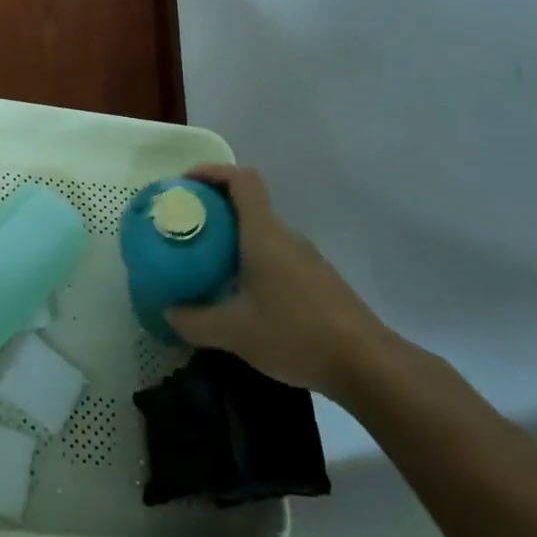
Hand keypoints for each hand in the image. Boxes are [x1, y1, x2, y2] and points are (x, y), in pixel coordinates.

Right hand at [166, 164, 392, 399]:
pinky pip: (275, 254)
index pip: (242, 179)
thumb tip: (168, 311)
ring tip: (206, 262)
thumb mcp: (233, 332)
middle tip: (186, 228)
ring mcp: (306, 257)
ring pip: (262, 232)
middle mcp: (285, 236)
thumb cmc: (295, 334)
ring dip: (232, 237)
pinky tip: (241, 294)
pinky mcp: (317, 279)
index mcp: (264, 234)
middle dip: (214, 208)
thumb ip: (193, 320)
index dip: (211, 172)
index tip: (185, 185)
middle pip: (248, 203)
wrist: (367, 364)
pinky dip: (251, 259)